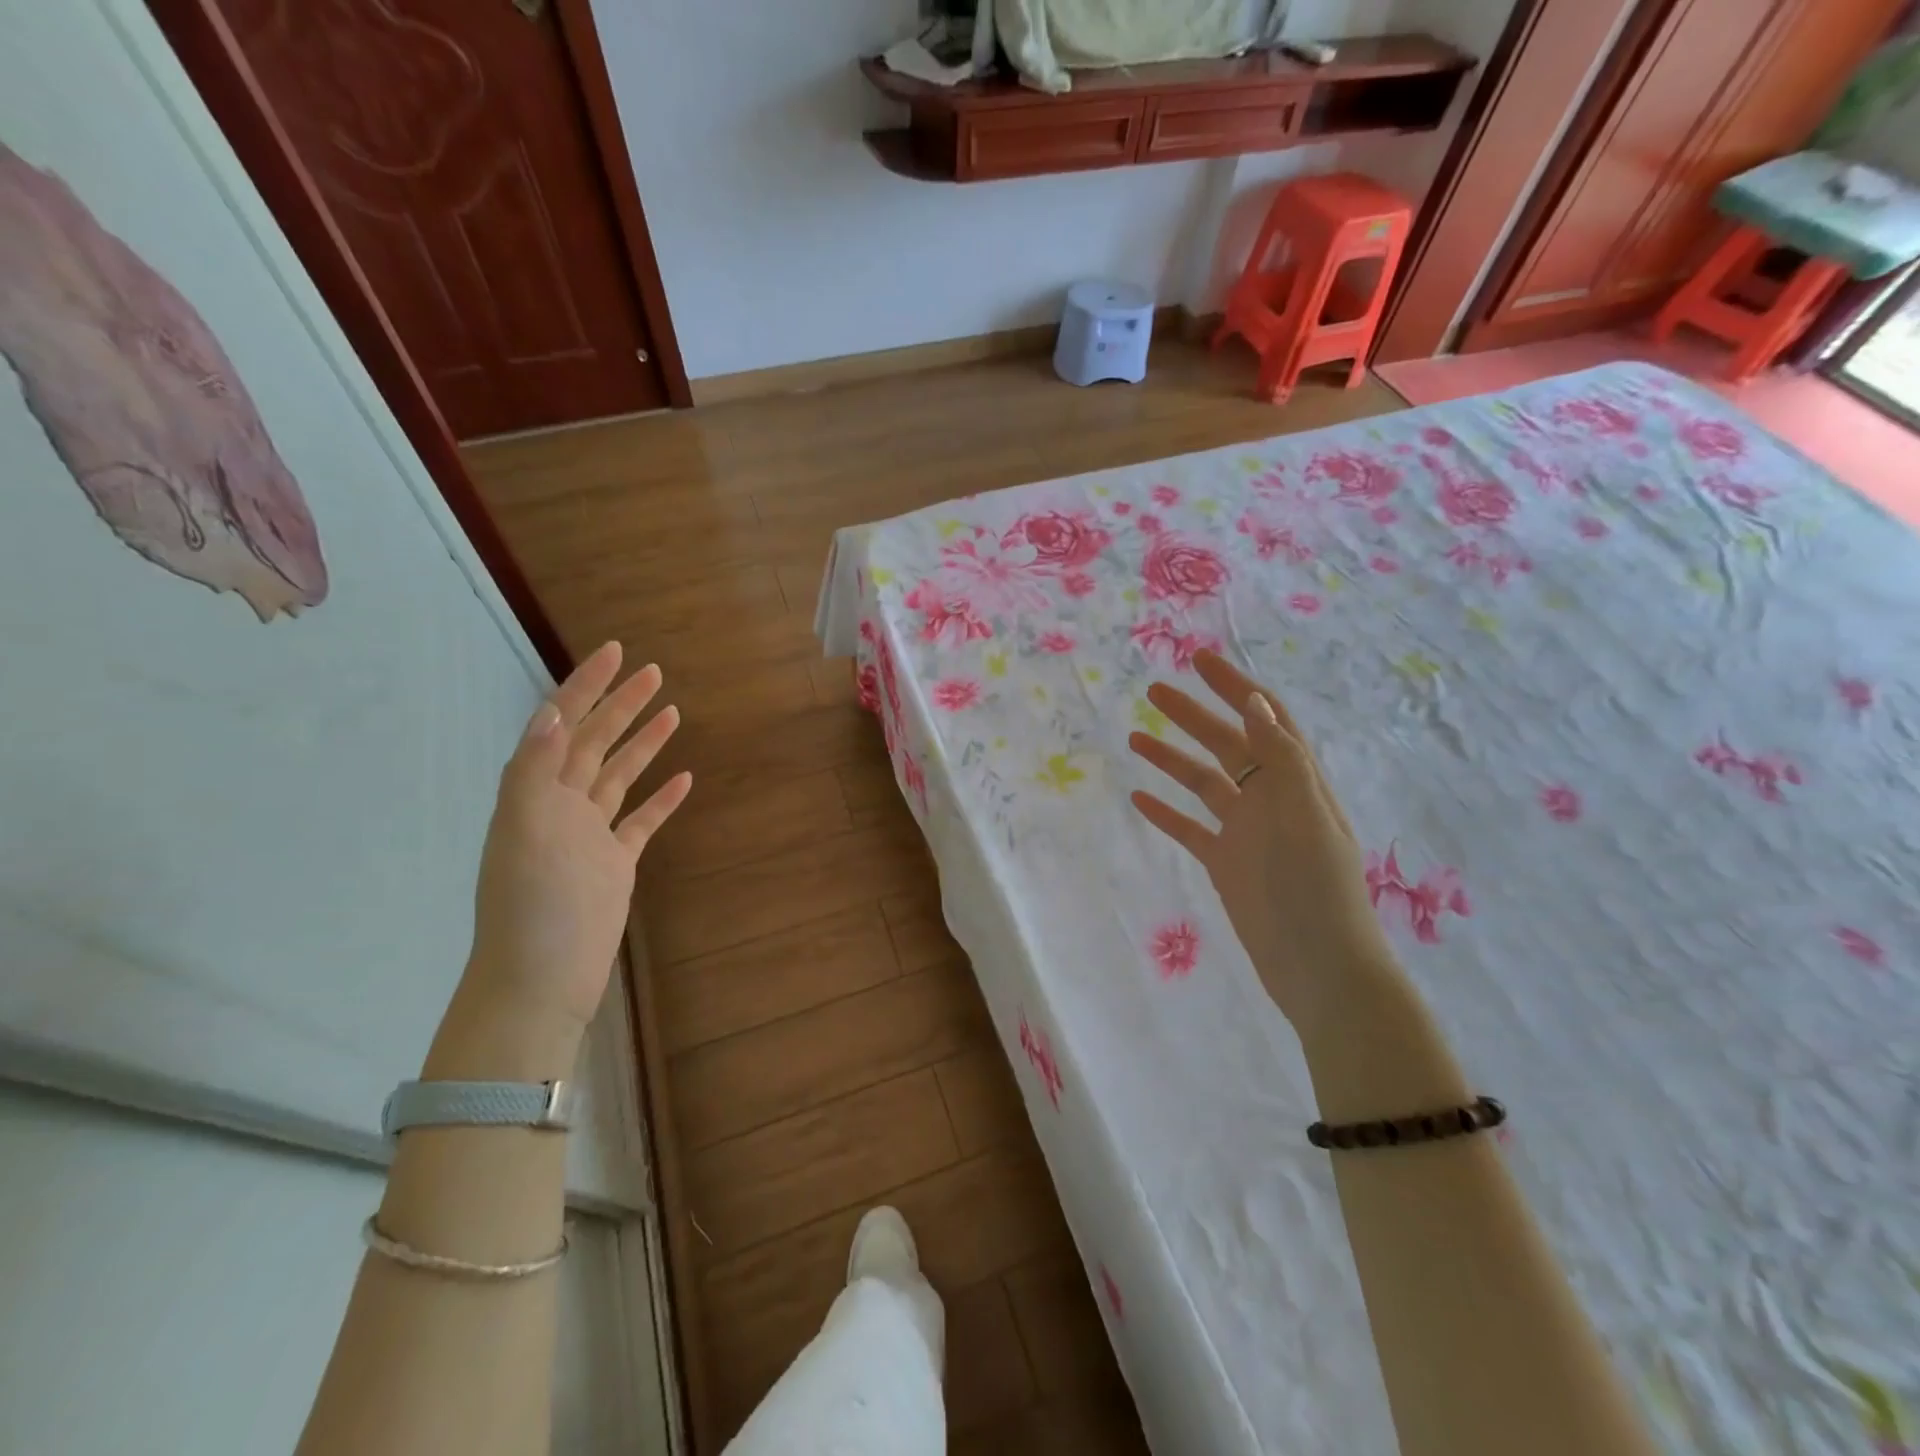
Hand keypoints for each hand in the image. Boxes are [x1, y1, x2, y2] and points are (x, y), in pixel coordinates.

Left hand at [464, 641, 691, 1032]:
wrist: (542, 978)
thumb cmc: (531, 903)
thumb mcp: (524, 830)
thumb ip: (535, 770)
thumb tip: (552, 712)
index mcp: (535, 792)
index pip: (562, 724)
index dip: (586, 686)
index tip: (615, 653)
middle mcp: (561, 805)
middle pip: (595, 742)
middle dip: (621, 705)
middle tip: (654, 673)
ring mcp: (590, 834)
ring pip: (620, 775)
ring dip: (644, 743)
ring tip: (672, 712)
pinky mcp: (615, 863)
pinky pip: (641, 821)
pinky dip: (662, 799)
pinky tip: (683, 780)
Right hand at [1128, 651, 1399, 1042]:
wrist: (1319, 968)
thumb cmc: (1319, 890)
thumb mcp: (1305, 817)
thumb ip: (1281, 760)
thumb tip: (1255, 702)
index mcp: (1296, 782)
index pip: (1265, 720)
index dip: (1236, 687)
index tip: (1200, 660)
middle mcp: (1271, 800)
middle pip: (1227, 744)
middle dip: (1194, 715)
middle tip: (1154, 691)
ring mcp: (1246, 832)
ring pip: (1203, 783)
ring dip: (1172, 759)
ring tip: (1135, 737)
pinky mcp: (1226, 864)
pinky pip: (1190, 829)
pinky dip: (1166, 811)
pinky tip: (1139, 798)